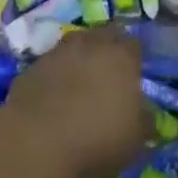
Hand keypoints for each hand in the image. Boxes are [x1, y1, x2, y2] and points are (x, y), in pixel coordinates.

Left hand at [0, 27, 151, 177]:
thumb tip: (145, 115)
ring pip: (74, 47)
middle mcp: (89, 44)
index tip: (135, 73)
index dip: (135, 57)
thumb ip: (144, 123)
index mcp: (120, 56)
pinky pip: (50, 66)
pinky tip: (55, 98)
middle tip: (109, 74)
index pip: (133, 44)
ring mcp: (57, 52)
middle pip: (103, 36)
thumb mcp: (135, 141)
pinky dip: (55, 76)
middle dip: (108, 50)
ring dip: (79, 60)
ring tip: (81, 84)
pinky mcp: (32, 67)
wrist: (37, 139)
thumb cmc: (97, 138)